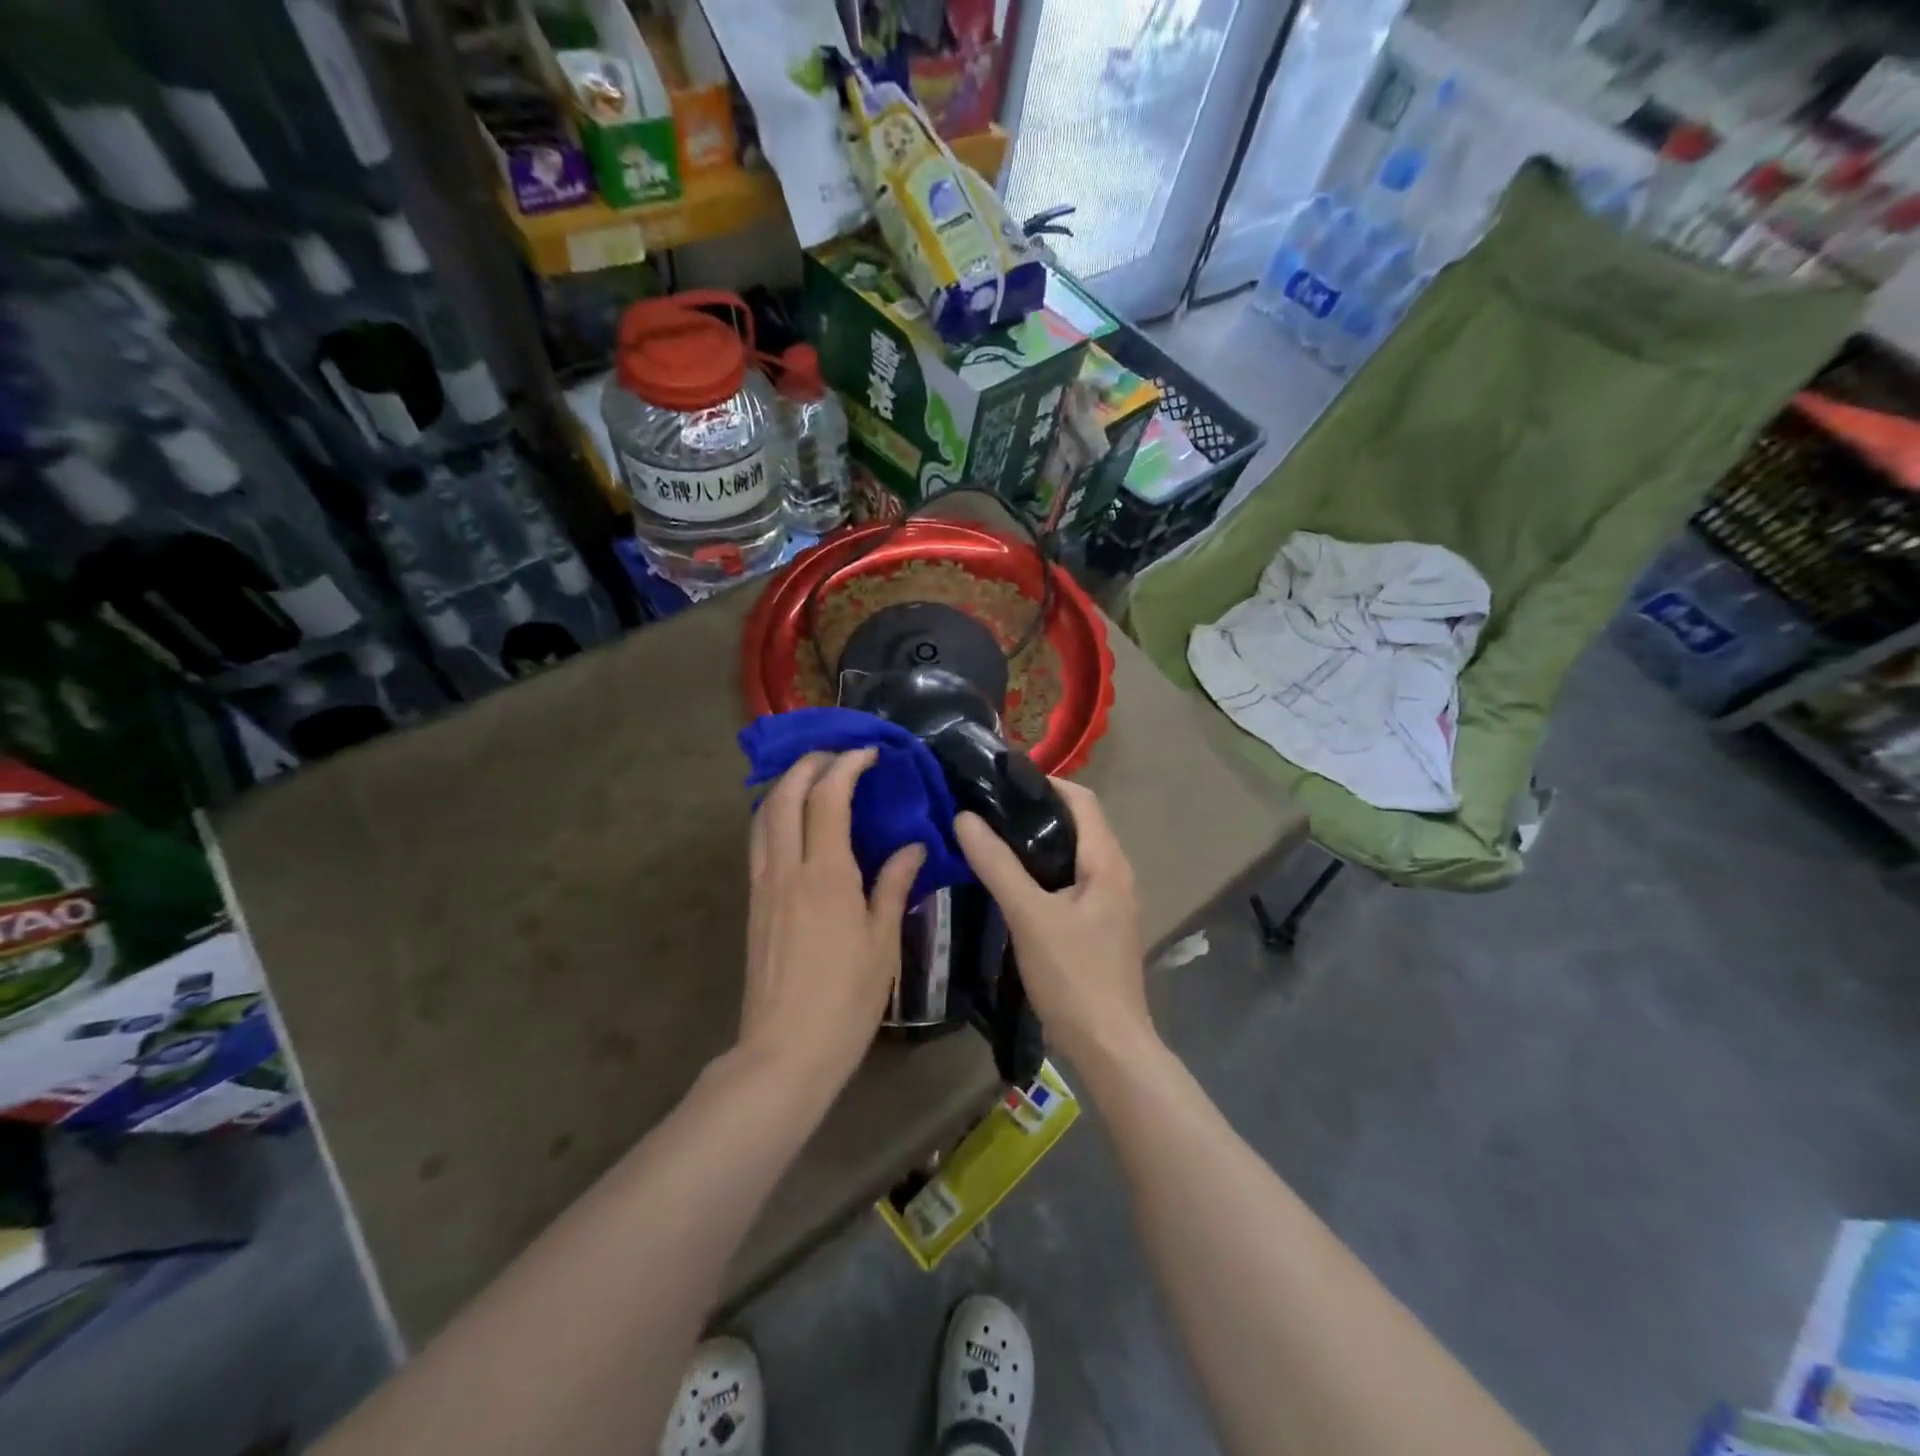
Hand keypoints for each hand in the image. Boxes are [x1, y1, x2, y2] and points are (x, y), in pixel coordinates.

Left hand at [740, 750, 923, 1094]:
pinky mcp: (752, 903)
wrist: (785, 1050)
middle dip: (808, 764)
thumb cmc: (846, 999)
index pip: (828, 798)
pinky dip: (775, 815)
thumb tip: (913, 846)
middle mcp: (786, 869)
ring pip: (763, 815)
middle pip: (785, 795)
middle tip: (838, 757)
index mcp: (826, 875)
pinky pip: (758, 841)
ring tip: (814, 779)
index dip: (847, 766)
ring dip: (786, 786)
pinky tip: (796, 824)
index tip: (870, 754)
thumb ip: (894, 885)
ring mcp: (762, 885)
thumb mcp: (883, 942)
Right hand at [953, 780, 1151, 1065]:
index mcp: (1107, 862)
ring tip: (991, 839)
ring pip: (1071, 856)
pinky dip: (1041, 872)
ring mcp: (1109, 902)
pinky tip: (1010, 883)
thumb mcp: (1030, 916)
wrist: (1108, 1046)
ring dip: (1037, 843)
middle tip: (987, 809)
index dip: (1045, 783)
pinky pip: (1069, 882)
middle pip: (1077, 825)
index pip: (1082, 800)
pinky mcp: (1098, 926)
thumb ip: (997, 866)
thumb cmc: (1074, 976)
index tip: (1001, 782)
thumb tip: (964, 818)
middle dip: (1036, 812)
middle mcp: (1115, 874)